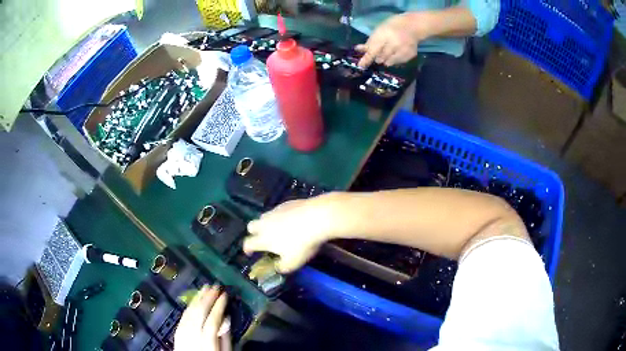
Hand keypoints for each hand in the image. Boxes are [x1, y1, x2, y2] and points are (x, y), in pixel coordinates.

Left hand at [174, 285, 231, 350]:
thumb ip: (225, 338)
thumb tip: (226, 319)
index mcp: (207, 341)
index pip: (213, 319)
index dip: (219, 305)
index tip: (225, 294)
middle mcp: (192, 334)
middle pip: (199, 312)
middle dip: (207, 297)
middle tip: (215, 286)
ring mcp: (182, 333)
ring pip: (189, 312)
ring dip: (197, 299)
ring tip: (205, 288)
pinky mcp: (177, 333)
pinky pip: (182, 317)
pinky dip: (189, 307)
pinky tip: (194, 302)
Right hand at [243, 194, 341, 272]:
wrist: (317, 217)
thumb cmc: (303, 243)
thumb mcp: (293, 262)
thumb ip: (282, 267)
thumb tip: (278, 267)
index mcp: (263, 239)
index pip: (248, 243)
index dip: (247, 249)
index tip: (250, 253)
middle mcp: (265, 223)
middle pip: (251, 226)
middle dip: (253, 233)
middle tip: (262, 239)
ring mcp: (275, 211)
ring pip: (264, 217)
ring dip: (266, 224)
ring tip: (277, 230)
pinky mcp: (287, 203)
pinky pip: (278, 210)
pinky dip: (280, 216)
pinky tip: (291, 220)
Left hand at [356, 13, 427, 67]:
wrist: (412, 26)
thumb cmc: (392, 26)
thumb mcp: (379, 31)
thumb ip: (370, 42)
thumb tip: (358, 49)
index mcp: (384, 35)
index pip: (373, 50)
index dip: (366, 59)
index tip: (360, 66)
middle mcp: (394, 43)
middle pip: (380, 58)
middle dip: (377, 57)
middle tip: (379, 53)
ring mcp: (403, 50)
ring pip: (388, 62)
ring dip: (385, 59)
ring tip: (388, 52)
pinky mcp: (410, 55)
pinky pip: (398, 62)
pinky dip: (394, 60)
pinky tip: (396, 53)